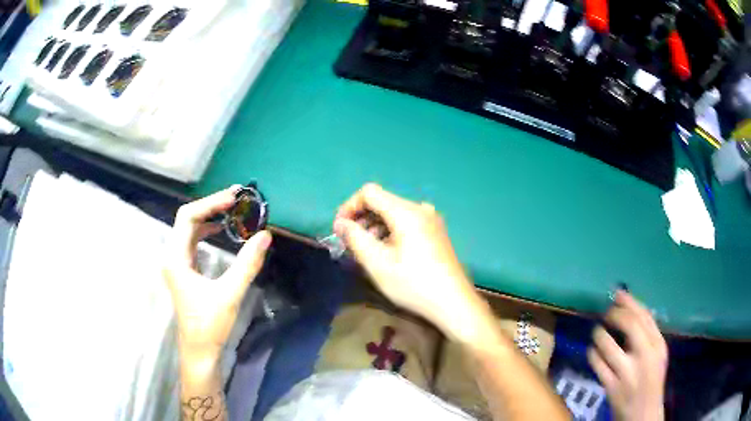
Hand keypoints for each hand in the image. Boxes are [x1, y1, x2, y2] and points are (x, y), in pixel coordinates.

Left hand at [164, 186, 271, 361]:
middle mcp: (172, 255)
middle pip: (188, 218)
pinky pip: (193, 240)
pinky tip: (221, 230)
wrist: (199, 351)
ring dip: (209, 216)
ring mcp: (177, 263)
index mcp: (176, 258)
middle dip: (211, 205)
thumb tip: (265, 235)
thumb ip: (247, 264)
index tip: (235, 198)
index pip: (188, 216)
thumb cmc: (210, 325)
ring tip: (232, 209)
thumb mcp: (229, 294)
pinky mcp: (184, 270)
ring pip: (190, 229)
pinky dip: (207, 230)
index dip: (211, 203)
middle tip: (237, 199)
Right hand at [334, 183, 484, 341]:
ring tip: (367, 251)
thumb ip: (355, 238)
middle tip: (350, 243)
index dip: (349, 206)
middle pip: (382, 202)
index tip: (340, 230)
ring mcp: (431, 220)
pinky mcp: (436, 232)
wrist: (453, 303)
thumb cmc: (413, 284)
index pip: (369, 192)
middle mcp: (420, 209)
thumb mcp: (377, 263)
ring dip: (375, 227)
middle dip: (361, 219)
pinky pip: (407, 223)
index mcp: (406, 211)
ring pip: (394, 213)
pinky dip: (391, 232)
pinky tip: (388, 253)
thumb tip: (341, 223)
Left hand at [588, 291, 667, 420]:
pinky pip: (597, 364)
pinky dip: (592, 353)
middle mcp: (646, 356)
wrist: (643, 414)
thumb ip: (647, 334)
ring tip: (597, 331)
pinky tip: (593, 350)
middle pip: (629, 324)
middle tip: (606, 313)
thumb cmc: (650, 381)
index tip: (617, 293)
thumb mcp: (656, 354)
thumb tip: (629, 309)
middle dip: (614, 314)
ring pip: (608, 344)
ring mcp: (627, 373)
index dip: (629, 301)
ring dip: (599, 334)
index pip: (645, 316)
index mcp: (658, 345)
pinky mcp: (612, 388)